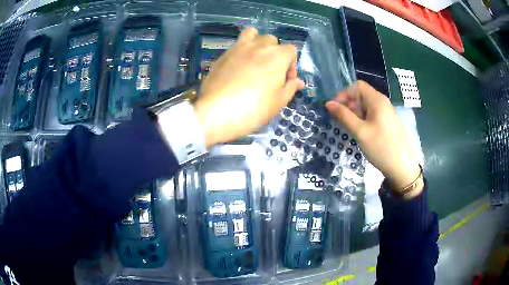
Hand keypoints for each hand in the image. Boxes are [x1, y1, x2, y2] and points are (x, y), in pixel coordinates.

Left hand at [193, 27, 304, 146]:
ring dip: (257, 43)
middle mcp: (258, 46)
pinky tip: (237, 68)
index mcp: (277, 56)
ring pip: (252, 34)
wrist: (217, 113)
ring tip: (254, 60)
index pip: (291, 50)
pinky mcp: (222, 55)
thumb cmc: (254, 108)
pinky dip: (241, 51)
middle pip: (272, 40)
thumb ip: (290, 88)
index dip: (292, 65)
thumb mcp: (278, 102)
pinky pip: (236, 45)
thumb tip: (298, 82)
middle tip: (271, 72)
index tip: (286, 81)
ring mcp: (238, 48)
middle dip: (275, 53)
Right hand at [325, 81, 421, 192]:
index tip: (335, 109)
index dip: (344, 94)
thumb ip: (344, 116)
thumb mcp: (360, 132)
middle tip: (341, 122)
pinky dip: (363, 119)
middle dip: (349, 105)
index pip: (357, 86)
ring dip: (355, 113)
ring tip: (350, 129)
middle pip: (361, 95)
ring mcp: (386, 112)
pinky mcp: (387, 122)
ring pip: (366, 106)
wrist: (401, 167)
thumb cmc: (381, 147)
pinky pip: (372, 114)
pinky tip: (361, 132)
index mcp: (377, 100)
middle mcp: (382, 102)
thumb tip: (328, 103)